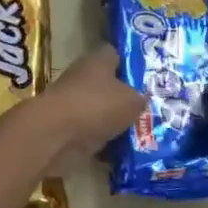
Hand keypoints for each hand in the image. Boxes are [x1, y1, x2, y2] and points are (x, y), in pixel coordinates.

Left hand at [35, 45, 145, 167]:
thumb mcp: (132, 100)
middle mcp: (83, 79)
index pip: (116, 54)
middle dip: (127, 99)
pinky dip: (105, 144)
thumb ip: (141, 98)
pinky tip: (124, 153)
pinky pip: (93, 135)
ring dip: (116, 123)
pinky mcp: (68, 130)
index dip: (132, 63)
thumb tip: (142, 100)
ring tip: (144, 135)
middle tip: (151, 110)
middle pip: (109, 85)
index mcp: (97, 61)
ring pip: (101, 112)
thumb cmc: (97, 106)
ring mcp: (73, 105)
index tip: (149, 77)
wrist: (56, 135)